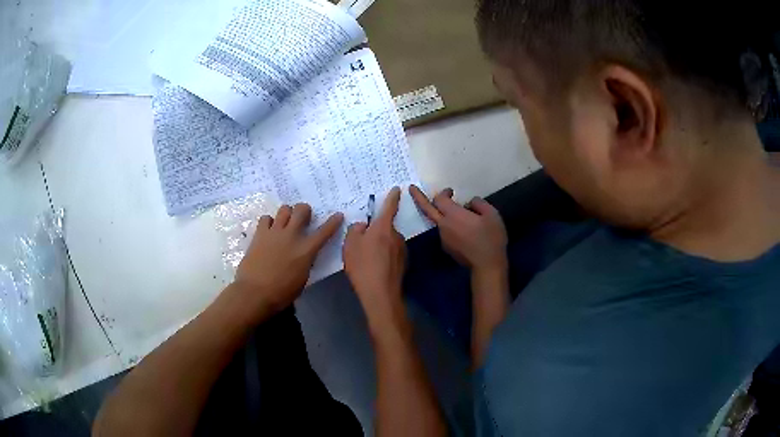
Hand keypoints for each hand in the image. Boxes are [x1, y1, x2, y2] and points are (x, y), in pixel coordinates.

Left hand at [234, 204, 342, 314]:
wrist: (255, 292)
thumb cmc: (282, 292)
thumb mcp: (302, 279)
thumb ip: (306, 262)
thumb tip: (305, 254)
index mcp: (306, 250)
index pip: (324, 232)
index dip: (333, 222)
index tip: (338, 215)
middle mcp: (292, 236)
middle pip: (302, 209)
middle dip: (305, 210)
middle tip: (303, 218)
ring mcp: (274, 232)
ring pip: (284, 209)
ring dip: (287, 213)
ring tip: (285, 223)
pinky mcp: (259, 234)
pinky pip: (266, 218)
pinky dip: (269, 222)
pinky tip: (269, 230)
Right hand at [343, 187, 405, 319]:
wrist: (380, 293)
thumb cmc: (363, 265)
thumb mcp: (350, 244)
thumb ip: (355, 230)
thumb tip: (363, 226)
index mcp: (383, 227)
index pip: (389, 207)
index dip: (392, 197)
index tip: (396, 189)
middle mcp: (396, 236)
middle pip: (385, 228)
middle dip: (376, 232)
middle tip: (362, 244)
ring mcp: (402, 250)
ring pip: (388, 242)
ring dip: (380, 246)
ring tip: (367, 260)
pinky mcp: (403, 263)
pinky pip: (391, 254)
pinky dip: (384, 257)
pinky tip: (375, 268)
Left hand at [410, 185, 507, 272]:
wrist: (487, 265)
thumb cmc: (491, 238)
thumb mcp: (492, 215)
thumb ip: (478, 204)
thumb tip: (470, 202)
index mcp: (453, 215)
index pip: (439, 199)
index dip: (444, 192)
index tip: (451, 191)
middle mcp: (444, 225)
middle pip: (427, 209)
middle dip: (418, 197)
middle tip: (411, 188)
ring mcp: (443, 238)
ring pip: (439, 221)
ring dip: (444, 215)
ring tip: (461, 216)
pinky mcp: (447, 247)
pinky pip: (446, 232)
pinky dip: (451, 227)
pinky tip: (465, 231)